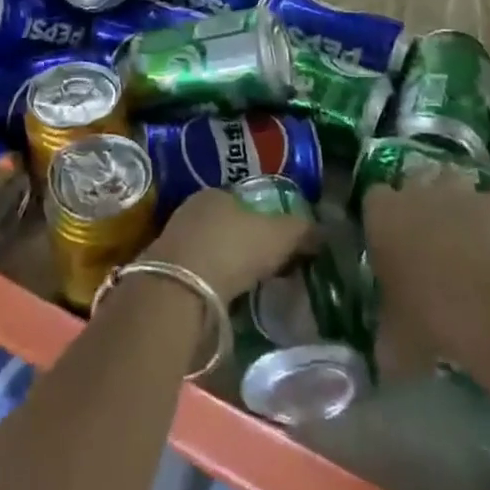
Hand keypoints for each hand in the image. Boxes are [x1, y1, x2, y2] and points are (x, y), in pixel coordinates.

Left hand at [145, 187, 313, 301]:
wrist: (181, 289)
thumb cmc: (234, 248)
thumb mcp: (280, 235)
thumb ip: (302, 230)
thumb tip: (323, 230)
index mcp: (218, 192)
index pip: (246, 201)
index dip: (266, 219)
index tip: (282, 241)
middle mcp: (193, 209)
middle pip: (227, 224)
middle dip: (246, 242)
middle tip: (270, 265)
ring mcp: (175, 240)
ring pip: (211, 249)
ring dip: (228, 264)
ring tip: (252, 285)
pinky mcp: (165, 271)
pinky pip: (199, 273)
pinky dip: (214, 282)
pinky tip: (227, 298)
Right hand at [362, 179, 489, 379]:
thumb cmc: (429, 319)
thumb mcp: (395, 341)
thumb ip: (388, 338)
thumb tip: (386, 357)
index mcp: (381, 215)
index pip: (373, 198)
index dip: (383, 217)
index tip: (391, 240)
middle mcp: (417, 192)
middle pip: (415, 181)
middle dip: (422, 200)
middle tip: (430, 235)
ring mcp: (461, 193)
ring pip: (456, 179)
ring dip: (460, 198)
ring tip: (469, 228)